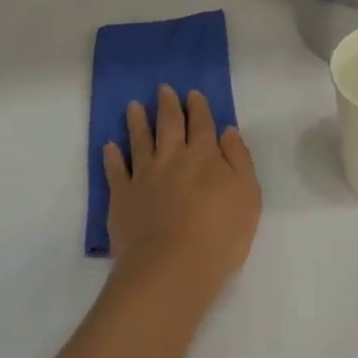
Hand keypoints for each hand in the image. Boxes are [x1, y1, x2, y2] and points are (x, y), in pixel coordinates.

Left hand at [104, 86, 260, 302]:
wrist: (171, 269)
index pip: (202, 124)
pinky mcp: (122, 198)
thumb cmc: (220, 234)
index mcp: (204, 156)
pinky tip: (109, 146)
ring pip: (139, 141)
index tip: (193, 93)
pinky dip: (112, 157)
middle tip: (162, 89)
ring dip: (137, 122)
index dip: (198, 107)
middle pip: (168, 125)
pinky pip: (115, 171)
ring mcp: (144, 176)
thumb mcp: (248, 195)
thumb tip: (227, 131)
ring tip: (133, 106)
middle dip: (167, 105)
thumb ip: (239, 159)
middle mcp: (172, 158)